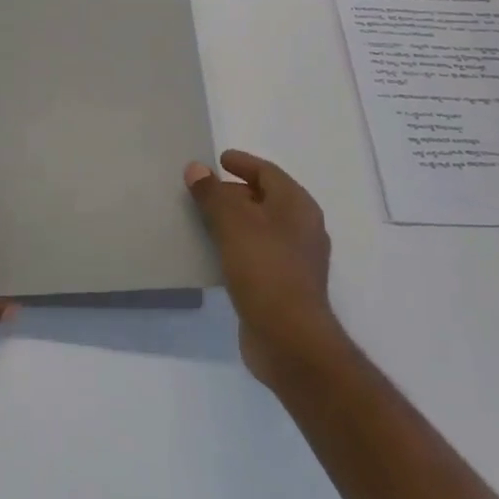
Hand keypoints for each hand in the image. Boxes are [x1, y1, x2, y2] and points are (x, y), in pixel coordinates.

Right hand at [185, 150, 338, 390]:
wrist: (289, 339)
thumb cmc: (265, 269)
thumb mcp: (233, 223)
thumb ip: (213, 193)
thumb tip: (197, 168)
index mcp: (297, 207)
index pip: (268, 172)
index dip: (243, 163)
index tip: (218, 159)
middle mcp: (302, 229)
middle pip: (265, 199)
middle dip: (235, 192)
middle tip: (203, 190)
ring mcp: (295, 260)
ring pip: (259, 228)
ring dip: (233, 221)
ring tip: (202, 218)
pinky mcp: (283, 287)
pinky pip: (255, 254)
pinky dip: (235, 246)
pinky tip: (213, 253)